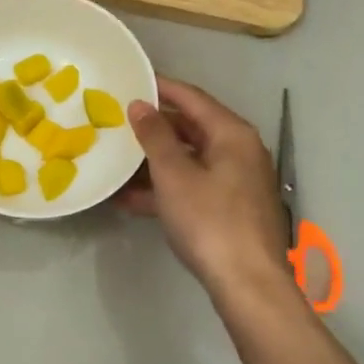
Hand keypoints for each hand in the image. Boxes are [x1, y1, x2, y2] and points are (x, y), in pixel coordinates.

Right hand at [118, 77, 292, 305]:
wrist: (247, 283)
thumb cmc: (209, 220)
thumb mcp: (174, 174)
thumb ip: (155, 136)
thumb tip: (140, 105)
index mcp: (232, 134)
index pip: (192, 98)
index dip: (160, 87)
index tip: (130, 80)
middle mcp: (239, 151)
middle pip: (191, 128)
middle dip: (154, 127)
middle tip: (117, 120)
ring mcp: (236, 182)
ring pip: (189, 160)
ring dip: (154, 162)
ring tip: (117, 160)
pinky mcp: (230, 209)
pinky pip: (192, 186)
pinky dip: (165, 188)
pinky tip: (130, 199)